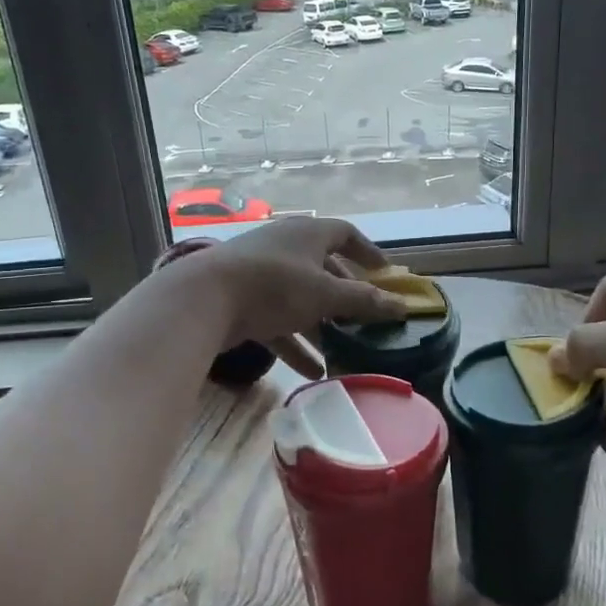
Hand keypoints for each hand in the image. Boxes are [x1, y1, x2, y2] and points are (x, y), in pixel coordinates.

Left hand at [197, 218, 408, 376]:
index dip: (368, 252)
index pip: (345, 234)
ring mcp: (261, 275)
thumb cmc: (274, 286)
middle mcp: (285, 247)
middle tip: (365, 318)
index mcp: (307, 234)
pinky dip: (296, 344)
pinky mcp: (242, 302)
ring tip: (345, 351)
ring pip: (300, 300)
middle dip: (345, 295)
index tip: (385, 273)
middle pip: (323, 269)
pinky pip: (277, 322)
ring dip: (322, 325)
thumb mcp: (325, 294)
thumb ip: (364, 301)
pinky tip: (314, 372)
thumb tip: (402, 306)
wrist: (203, 300)